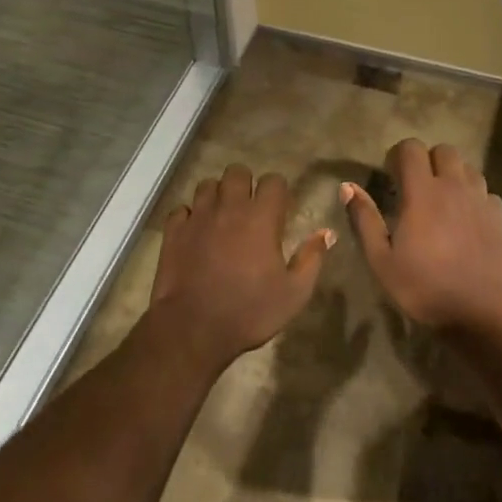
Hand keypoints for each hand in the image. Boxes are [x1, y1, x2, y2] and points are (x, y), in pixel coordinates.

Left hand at [149, 164, 331, 370]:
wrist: (193, 329)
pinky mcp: (174, 231)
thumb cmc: (249, 311)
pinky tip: (195, 233)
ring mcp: (198, 217)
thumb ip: (311, 259)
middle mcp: (229, 207)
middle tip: (249, 209)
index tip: (279, 209)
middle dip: (245, 184)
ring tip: (222, 218)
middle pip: (237, 172)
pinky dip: (189, 217)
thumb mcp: (294, 293)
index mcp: (261, 217)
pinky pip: (181, 210)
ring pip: (207, 185)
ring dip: (217, 196)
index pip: (273, 181)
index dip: (278, 191)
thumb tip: (327, 233)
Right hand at [343, 139, 501, 336]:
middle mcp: (454, 186)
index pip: (411, 148)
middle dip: (429, 160)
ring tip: (444, 202)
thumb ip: (365, 219)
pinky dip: (475, 199)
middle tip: (418, 187)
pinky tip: (468, 222)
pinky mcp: (501, 217)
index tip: (392, 176)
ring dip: (454, 177)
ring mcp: (481, 199)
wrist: (483, 312)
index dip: (399, 155)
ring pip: (468, 168)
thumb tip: (347, 186)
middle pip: (444, 150)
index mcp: (423, 191)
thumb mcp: (382, 260)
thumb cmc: (425, 287)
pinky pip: (486, 194)